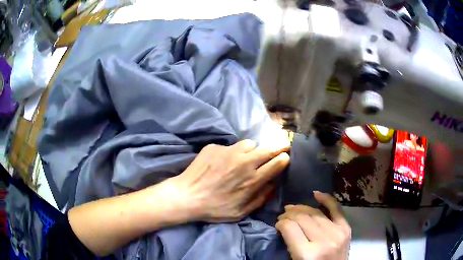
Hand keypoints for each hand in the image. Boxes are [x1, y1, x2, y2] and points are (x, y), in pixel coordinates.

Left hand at [172, 139, 289, 221]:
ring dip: (252, 150)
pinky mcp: (215, 147)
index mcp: (252, 180)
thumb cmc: (215, 208)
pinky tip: (222, 162)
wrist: (187, 196)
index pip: (278, 162)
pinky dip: (231, 153)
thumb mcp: (241, 212)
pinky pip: (230, 146)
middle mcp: (244, 162)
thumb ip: (261, 198)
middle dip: (278, 147)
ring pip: (249, 144)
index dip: (284, 158)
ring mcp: (228, 152)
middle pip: (268, 148)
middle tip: (280, 147)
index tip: (285, 158)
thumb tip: (272, 185)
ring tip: (245, 158)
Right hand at [276, 192, 350, 259]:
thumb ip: (289, 243)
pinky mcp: (346, 229)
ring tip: (293, 208)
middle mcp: (323, 241)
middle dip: (289, 214)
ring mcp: (337, 233)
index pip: (290, 228)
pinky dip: (326, 199)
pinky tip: (315, 194)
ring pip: (315, 212)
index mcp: (307, 254)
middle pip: (302, 218)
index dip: (281, 223)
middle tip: (283, 216)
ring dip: (301, 208)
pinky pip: (336, 209)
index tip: (277, 224)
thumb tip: (284, 226)